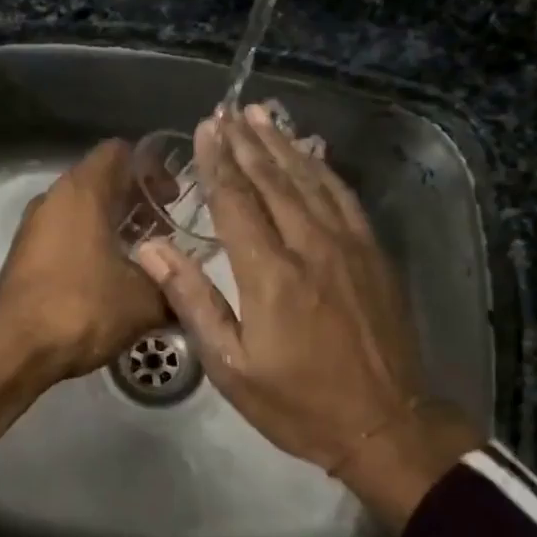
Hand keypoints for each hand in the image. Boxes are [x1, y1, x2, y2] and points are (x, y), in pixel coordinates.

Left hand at [0, 139, 168, 442]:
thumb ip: (174, 287)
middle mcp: (54, 198)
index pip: (120, 152)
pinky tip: (112, 275)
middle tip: (165, 228)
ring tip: (143, 254)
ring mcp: (35, 225)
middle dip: (136, 199)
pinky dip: (91, 241)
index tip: (172, 197)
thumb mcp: (144, 301)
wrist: (16, 348)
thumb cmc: (82, 308)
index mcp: (83, 191)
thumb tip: (190, 291)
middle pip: (101, 179)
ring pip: (82, 207)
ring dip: (114, 222)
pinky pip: (65, 232)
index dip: (151, 168)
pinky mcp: (25, 253)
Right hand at [133, 104, 479, 526]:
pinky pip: (343, 197)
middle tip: (227, 111)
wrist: (386, 425)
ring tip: (261, 115)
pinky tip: (310, 151)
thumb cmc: (298, 402)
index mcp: (270, 274)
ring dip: (282, 144)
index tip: (205, 129)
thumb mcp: (230, 366)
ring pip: (310, 179)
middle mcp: (310, 246)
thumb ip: (193, 300)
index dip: (218, 162)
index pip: (236, 201)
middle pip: (273, 180)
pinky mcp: (373, 253)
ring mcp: (348, 246)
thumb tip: (150, 250)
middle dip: (247, 142)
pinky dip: (323, 168)